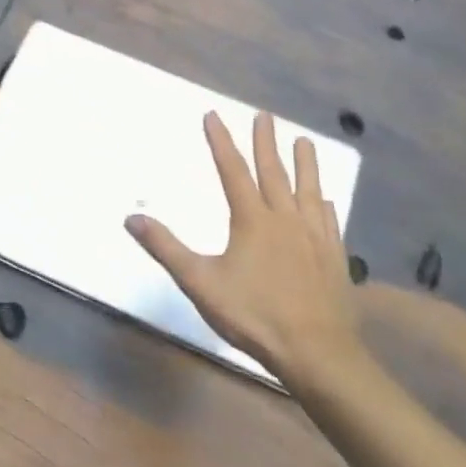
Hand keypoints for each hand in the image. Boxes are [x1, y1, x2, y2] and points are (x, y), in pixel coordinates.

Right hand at [126, 111, 357, 376]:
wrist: (317, 352)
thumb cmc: (254, 315)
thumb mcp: (200, 282)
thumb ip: (166, 248)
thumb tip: (131, 218)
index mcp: (252, 221)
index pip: (232, 171)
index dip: (221, 142)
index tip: (214, 115)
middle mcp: (285, 219)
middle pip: (274, 173)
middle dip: (266, 142)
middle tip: (265, 116)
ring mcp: (314, 237)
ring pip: (309, 191)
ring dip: (305, 164)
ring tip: (305, 142)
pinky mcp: (334, 258)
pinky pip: (329, 222)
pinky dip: (324, 206)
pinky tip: (327, 201)